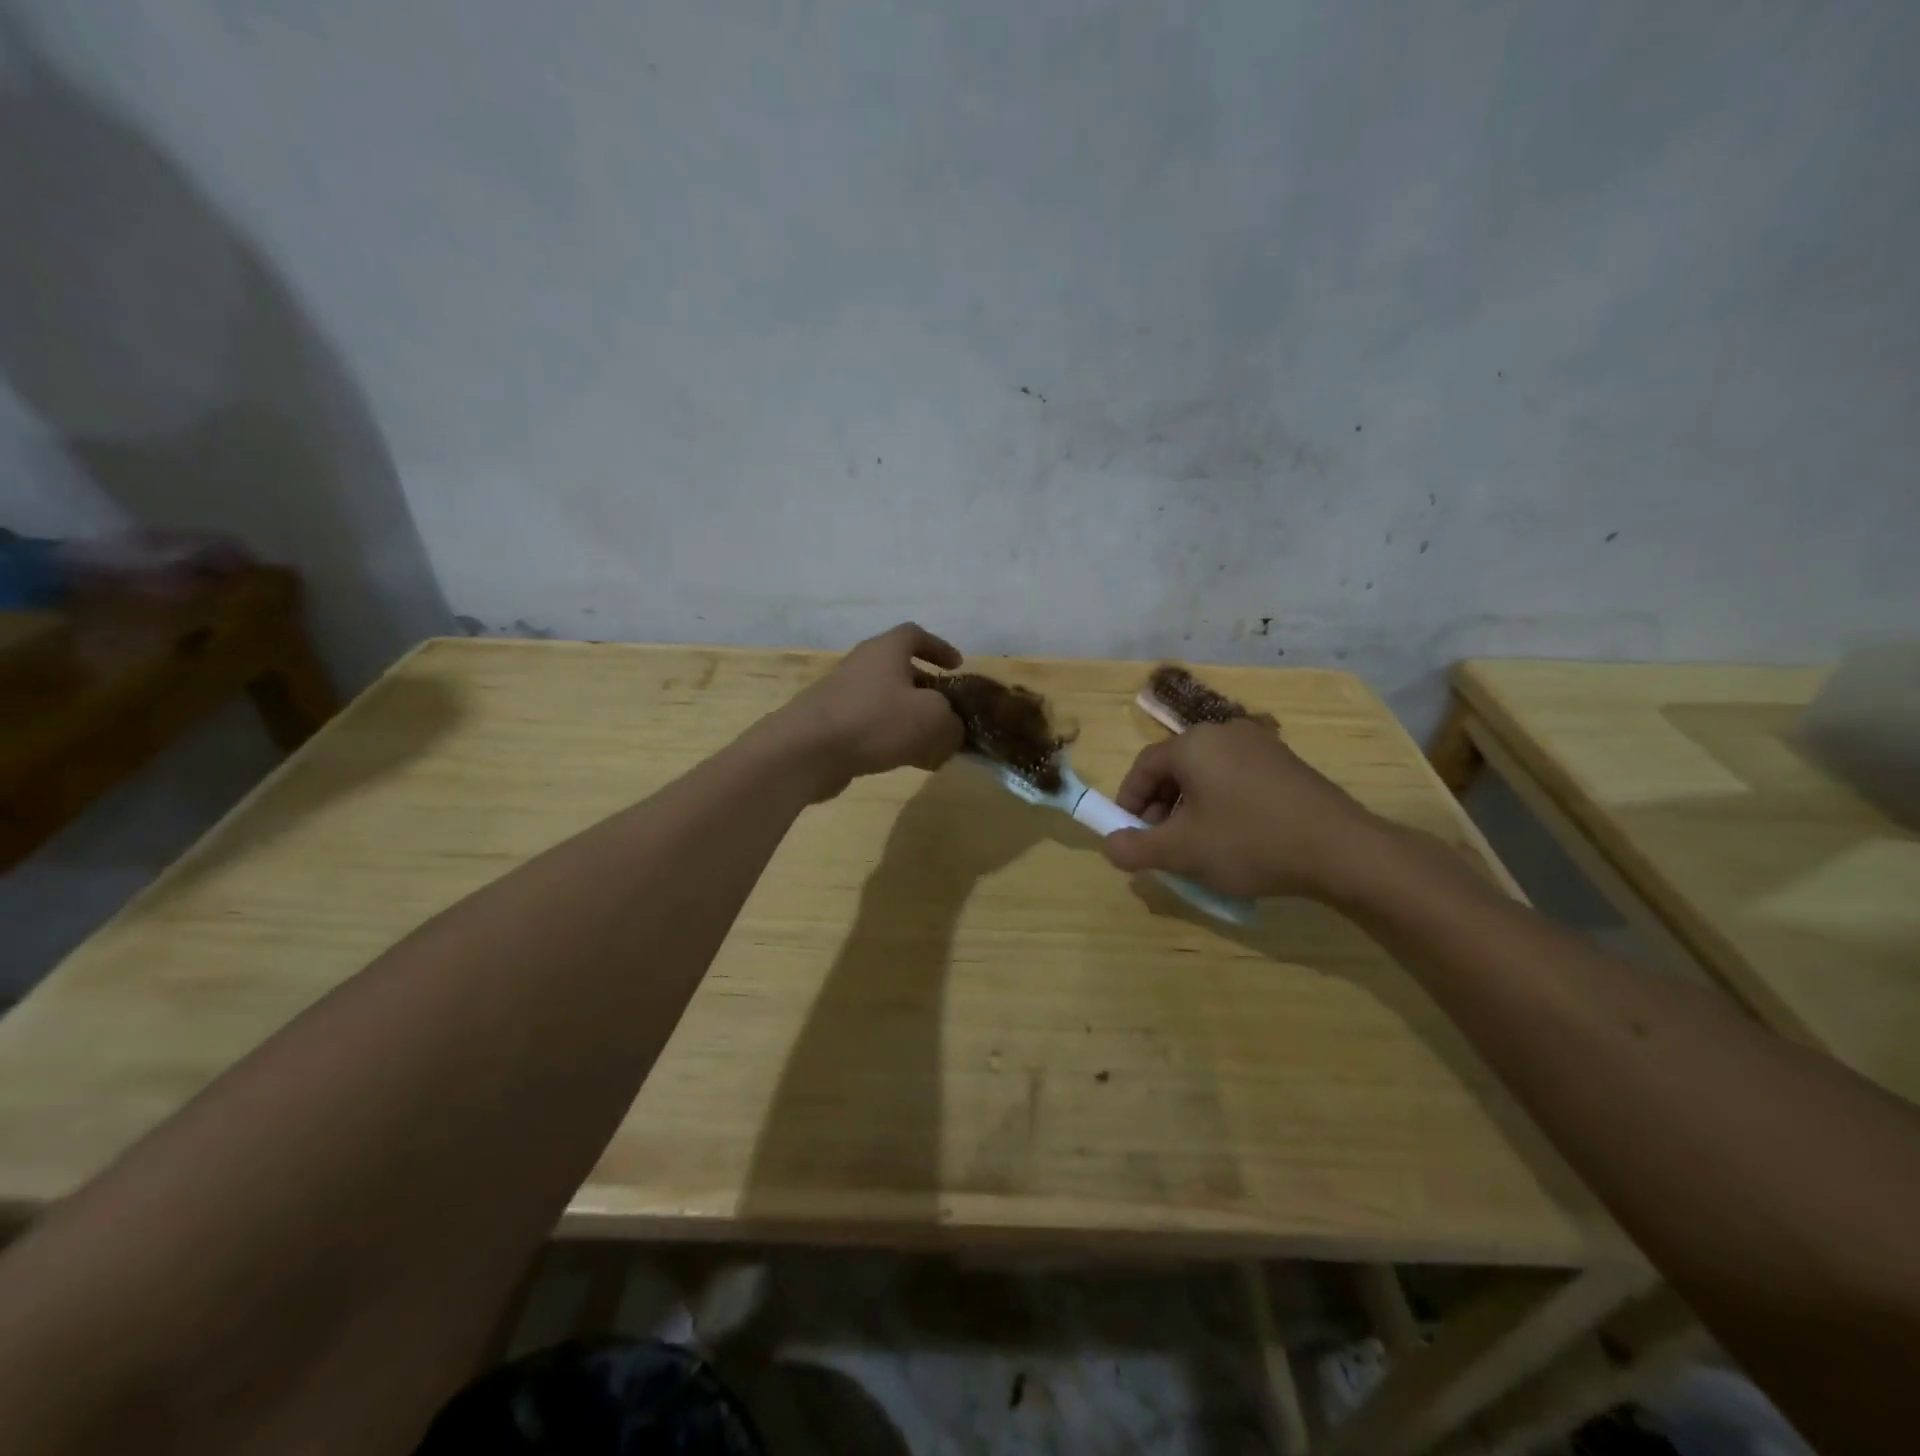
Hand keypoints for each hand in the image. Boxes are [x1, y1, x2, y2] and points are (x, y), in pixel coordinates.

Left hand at [778, 623, 966, 799]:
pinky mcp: (832, 724)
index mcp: (886, 650)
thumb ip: (952, 722)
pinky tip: (906, 761)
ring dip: (910, 717)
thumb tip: (952, 729)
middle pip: (900, 670)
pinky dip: (891, 737)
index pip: (915, 635)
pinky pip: (871, 725)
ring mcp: (843, 695)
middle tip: (948, 710)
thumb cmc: (875, 721)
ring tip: (932, 742)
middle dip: (927, 689)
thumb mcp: (932, 719)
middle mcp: (862, 665)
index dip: (939, 647)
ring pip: (886, 700)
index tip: (957, 666)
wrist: (806, 751)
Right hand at [1102, 719, 1392, 900]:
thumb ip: (1135, 848)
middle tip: (1159, 844)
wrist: (1342, 850)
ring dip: (1189, 807)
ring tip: (1195, 845)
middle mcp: (1224, 732)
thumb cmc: (1249, 842)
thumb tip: (1110, 846)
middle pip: (1175, 768)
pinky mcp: (1287, 763)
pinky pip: (1236, 778)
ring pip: (1206, 774)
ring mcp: (1261, 745)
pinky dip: (1221, 803)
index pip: (1143, 767)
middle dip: (1159, 807)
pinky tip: (1233, 836)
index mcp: (1193, 744)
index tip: (1127, 834)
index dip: (1128, 802)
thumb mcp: (1181, 852)